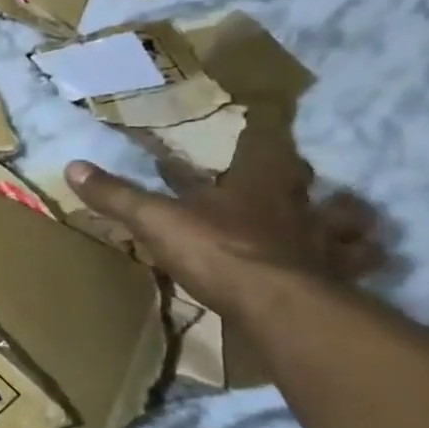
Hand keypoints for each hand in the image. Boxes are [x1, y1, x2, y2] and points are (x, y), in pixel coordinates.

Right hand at [65, 114, 382, 317]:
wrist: (275, 307)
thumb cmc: (216, 251)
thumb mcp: (154, 220)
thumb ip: (117, 195)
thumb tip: (73, 166)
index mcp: (255, 184)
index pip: (263, 145)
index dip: (263, 131)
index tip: (263, 120)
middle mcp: (296, 206)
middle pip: (307, 183)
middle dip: (299, 179)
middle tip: (290, 180)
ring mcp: (322, 243)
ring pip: (347, 222)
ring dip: (345, 220)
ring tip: (338, 223)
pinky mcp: (336, 281)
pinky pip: (354, 266)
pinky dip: (355, 263)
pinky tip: (346, 269)